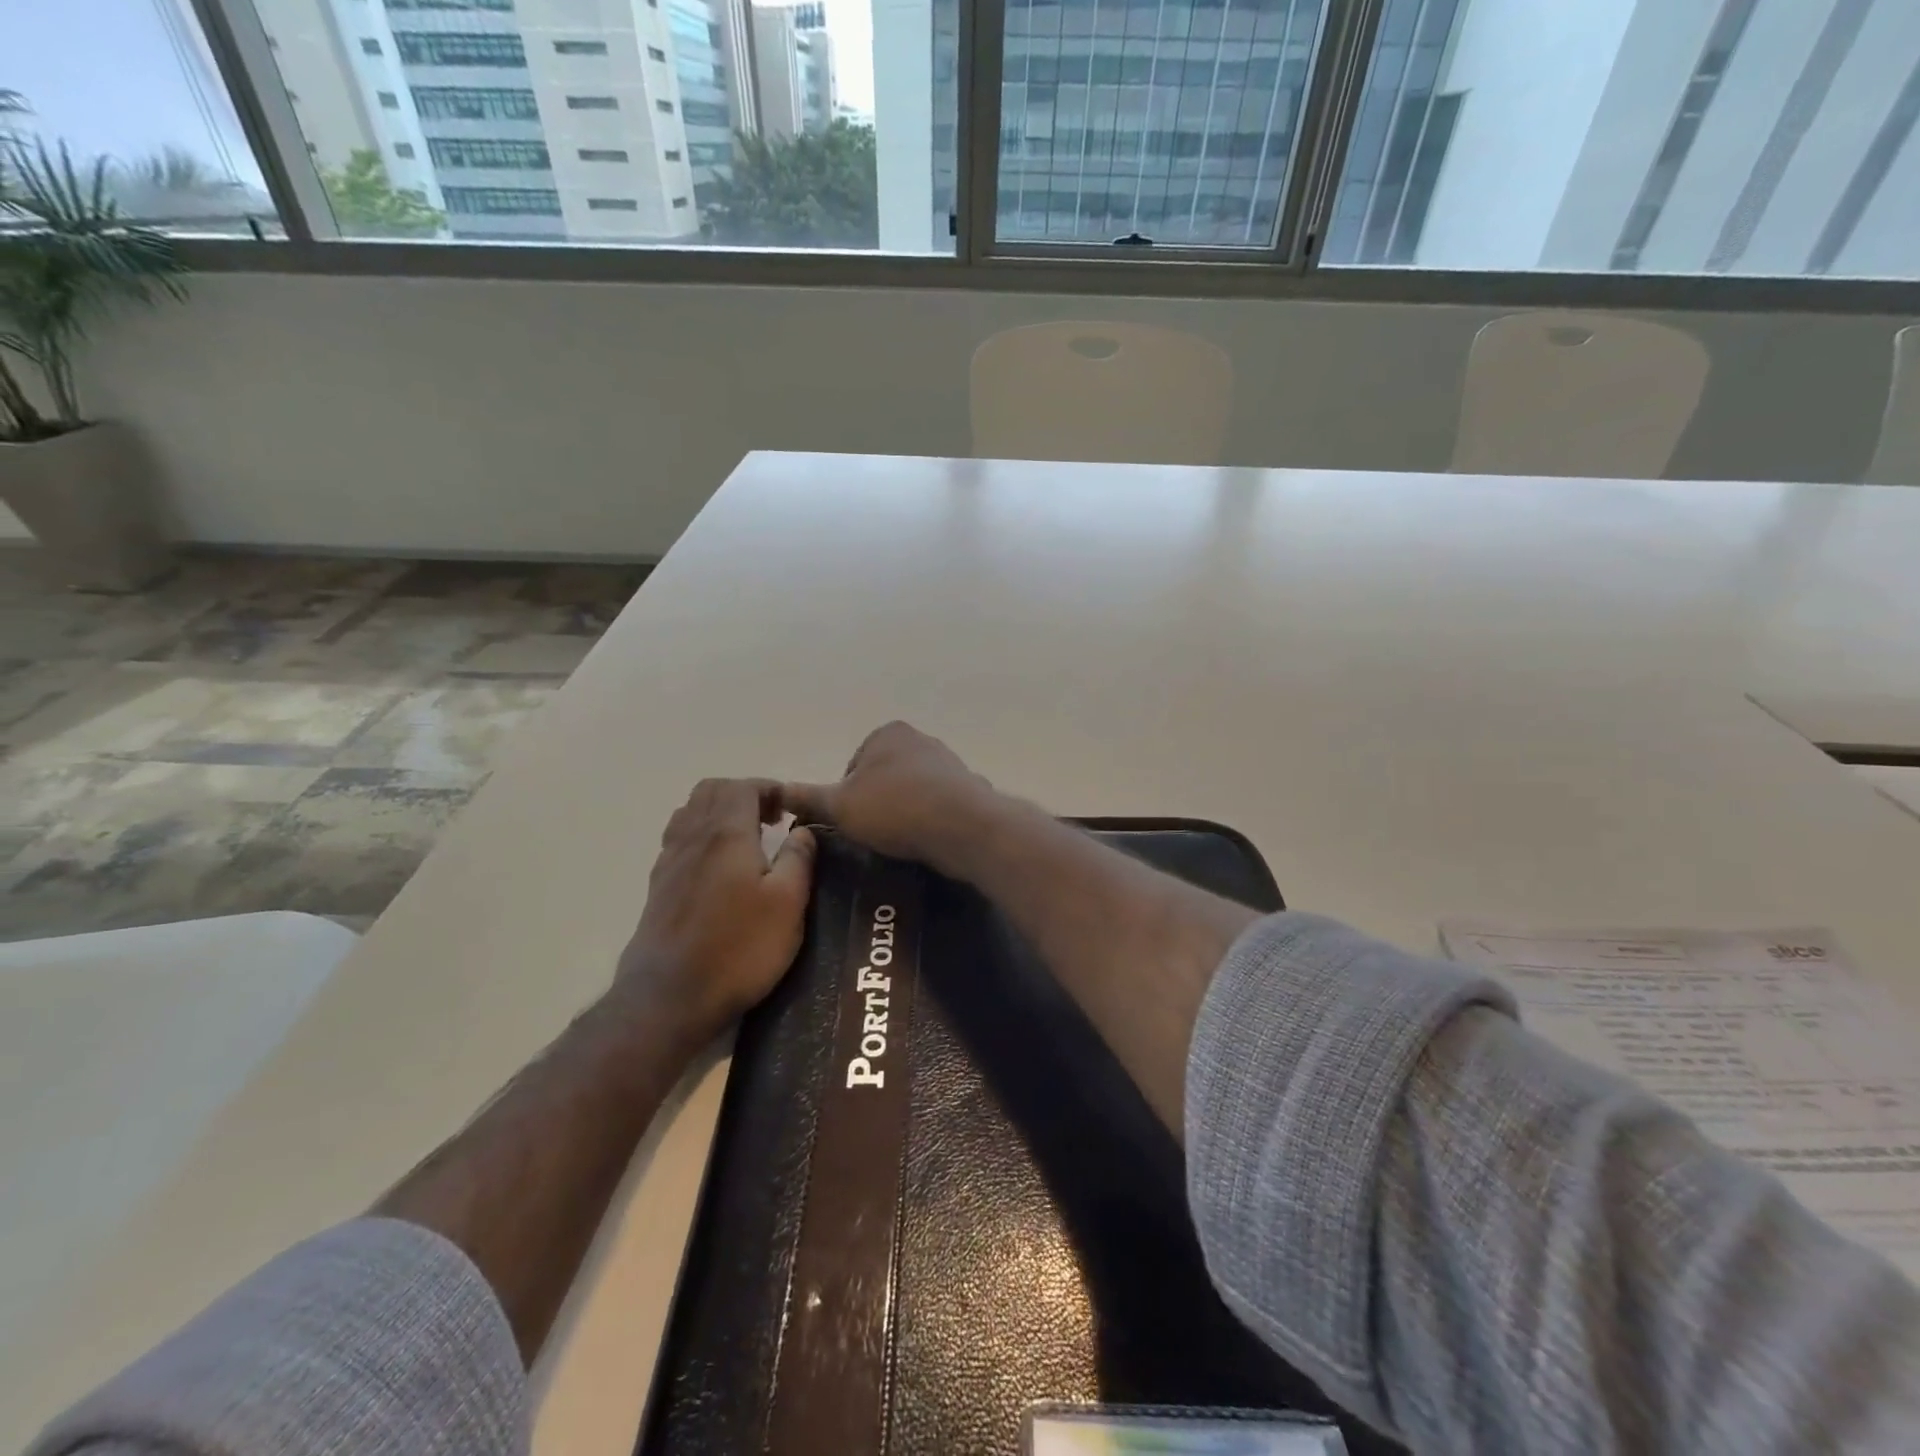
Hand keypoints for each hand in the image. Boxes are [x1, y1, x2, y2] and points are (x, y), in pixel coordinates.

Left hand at [613, 778, 815, 1042]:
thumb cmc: (739, 946)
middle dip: (743, 794)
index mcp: (726, 833)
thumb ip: (799, 859)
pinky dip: (702, 837)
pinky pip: (679, 841)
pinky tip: (720, 870)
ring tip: (746, 840)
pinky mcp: (658, 889)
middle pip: (710, 791)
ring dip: (719, 813)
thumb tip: (804, 830)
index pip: (743, 786)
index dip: (769, 788)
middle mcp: (692, 837)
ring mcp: (669, 862)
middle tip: (771, 820)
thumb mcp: (788, 903)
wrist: (669, 997)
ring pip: (689, 813)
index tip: (791, 809)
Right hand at [782, 722, 998, 874]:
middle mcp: (920, 740)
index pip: (852, 768)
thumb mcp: (839, 805)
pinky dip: (929, 824)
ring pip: (912, 794)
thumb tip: (777, 791)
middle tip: (873, 837)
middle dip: (877, 806)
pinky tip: (926, 843)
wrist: (963, 826)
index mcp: (887, 733)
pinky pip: (938, 809)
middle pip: (883, 780)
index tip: (852, 825)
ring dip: (904, 816)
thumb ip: (807, 797)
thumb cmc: (894, 808)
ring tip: (899, 844)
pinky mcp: (968, 790)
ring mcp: (948, 764)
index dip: (845, 800)